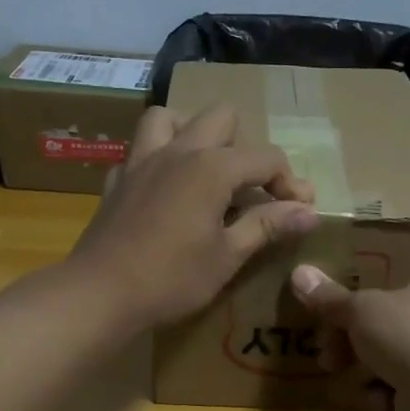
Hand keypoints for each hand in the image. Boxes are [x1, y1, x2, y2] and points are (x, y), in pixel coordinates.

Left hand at [67, 103, 317, 329]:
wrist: (101, 292)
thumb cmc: (172, 278)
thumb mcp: (228, 256)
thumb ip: (267, 226)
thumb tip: (308, 212)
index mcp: (211, 167)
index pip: (265, 158)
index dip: (290, 182)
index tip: (300, 210)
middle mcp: (177, 150)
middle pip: (220, 117)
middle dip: (244, 145)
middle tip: (249, 187)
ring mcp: (142, 161)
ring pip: (169, 118)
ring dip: (192, 133)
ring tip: (204, 168)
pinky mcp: (117, 180)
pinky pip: (140, 152)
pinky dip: (157, 161)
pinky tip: (163, 190)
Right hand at [288, 265, 409, 410]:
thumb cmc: (407, 334)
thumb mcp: (359, 310)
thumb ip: (329, 298)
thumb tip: (298, 273)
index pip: (397, 287)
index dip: (361, 306)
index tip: (335, 323)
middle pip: (391, 328)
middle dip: (354, 347)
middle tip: (330, 359)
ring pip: (396, 362)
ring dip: (369, 375)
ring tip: (354, 385)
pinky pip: (408, 390)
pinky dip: (389, 397)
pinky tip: (379, 403)